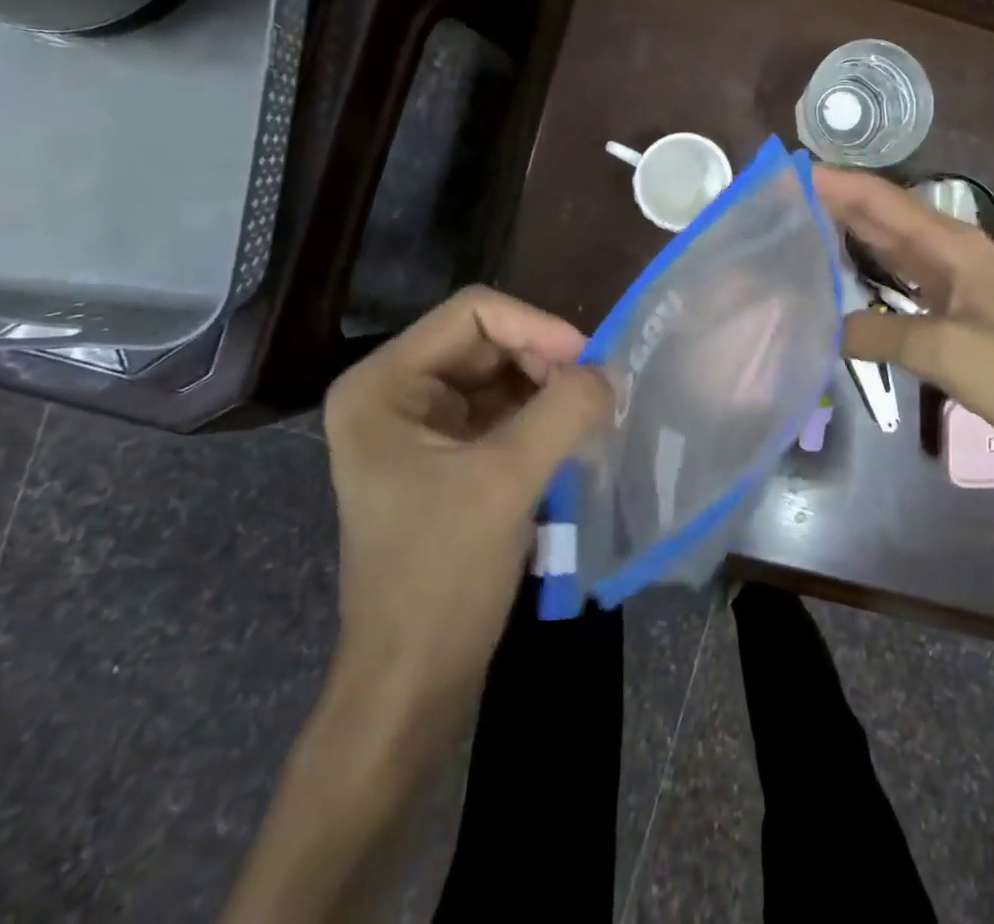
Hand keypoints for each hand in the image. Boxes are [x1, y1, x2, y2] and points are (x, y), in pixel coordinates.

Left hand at [320, 286, 611, 718]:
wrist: (414, 679)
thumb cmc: (442, 577)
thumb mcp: (506, 482)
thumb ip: (563, 412)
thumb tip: (609, 372)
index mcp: (383, 384)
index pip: (472, 313)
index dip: (536, 326)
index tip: (589, 364)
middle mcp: (396, 391)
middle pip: (488, 340)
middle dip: (546, 360)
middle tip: (596, 395)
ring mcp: (421, 424)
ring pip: (503, 373)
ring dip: (550, 388)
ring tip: (591, 416)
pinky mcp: (448, 454)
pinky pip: (505, 410)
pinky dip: (543, 415)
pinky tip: (574, 436)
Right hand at [813, 167, 993, 469]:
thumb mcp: (945, 351)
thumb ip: (879, 333)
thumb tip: (824, 329)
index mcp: (952, 244)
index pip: (884, 201)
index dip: (838, 184)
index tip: (790, 175)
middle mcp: (948, 252)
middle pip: (883, 216)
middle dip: (836, 202)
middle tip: (781, 197)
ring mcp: (949, 281)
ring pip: (888, 244)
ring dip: (848, 232)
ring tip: (799, 225)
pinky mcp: (947, 311)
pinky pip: (896, 278)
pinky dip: (864, 272)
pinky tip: (837, 275)